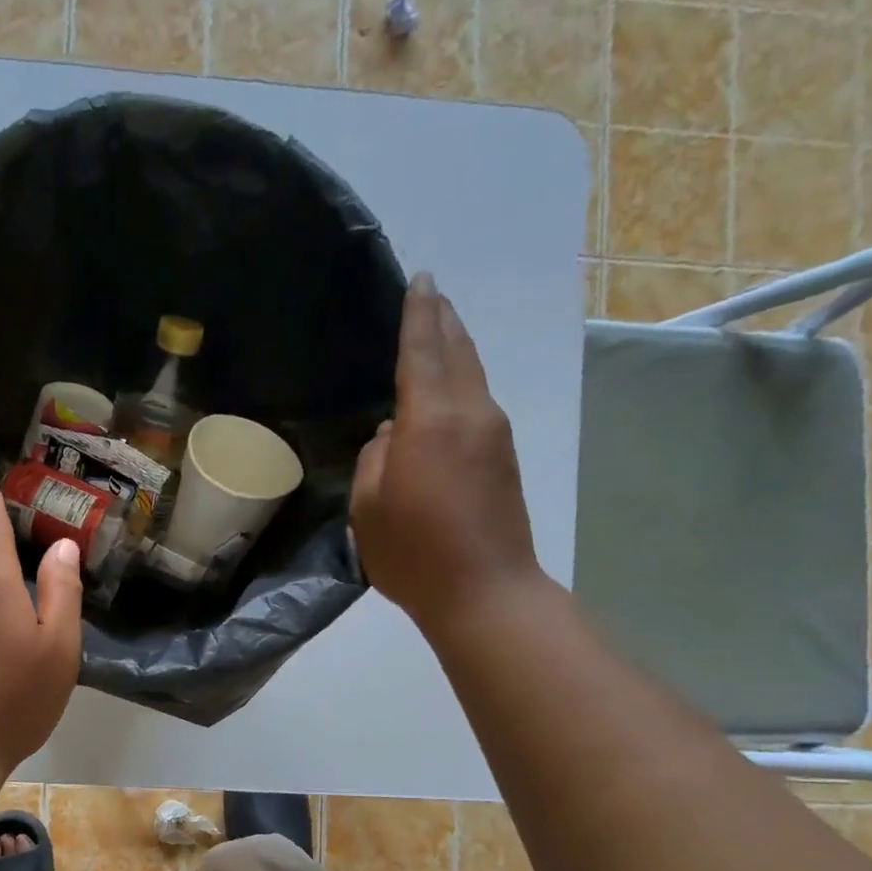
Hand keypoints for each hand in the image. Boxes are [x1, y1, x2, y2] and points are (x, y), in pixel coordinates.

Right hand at [350, 273, 541, 638]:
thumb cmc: (414, 554)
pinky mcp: (503, 458)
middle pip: (458, 352)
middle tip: (430, 292)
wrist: (485, 591)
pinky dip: (460, 381)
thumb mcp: (368, 510)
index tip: (420, 279)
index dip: (418, 314)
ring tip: (439, 330)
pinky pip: (477, 402)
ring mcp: (494, 434)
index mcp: (430, 421)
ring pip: (472, 375)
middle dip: (443, 320)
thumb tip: (390, 437)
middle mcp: (470, 414)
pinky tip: (445, 390)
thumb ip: (373, 462)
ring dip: (455, 349)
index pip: (422, 351)